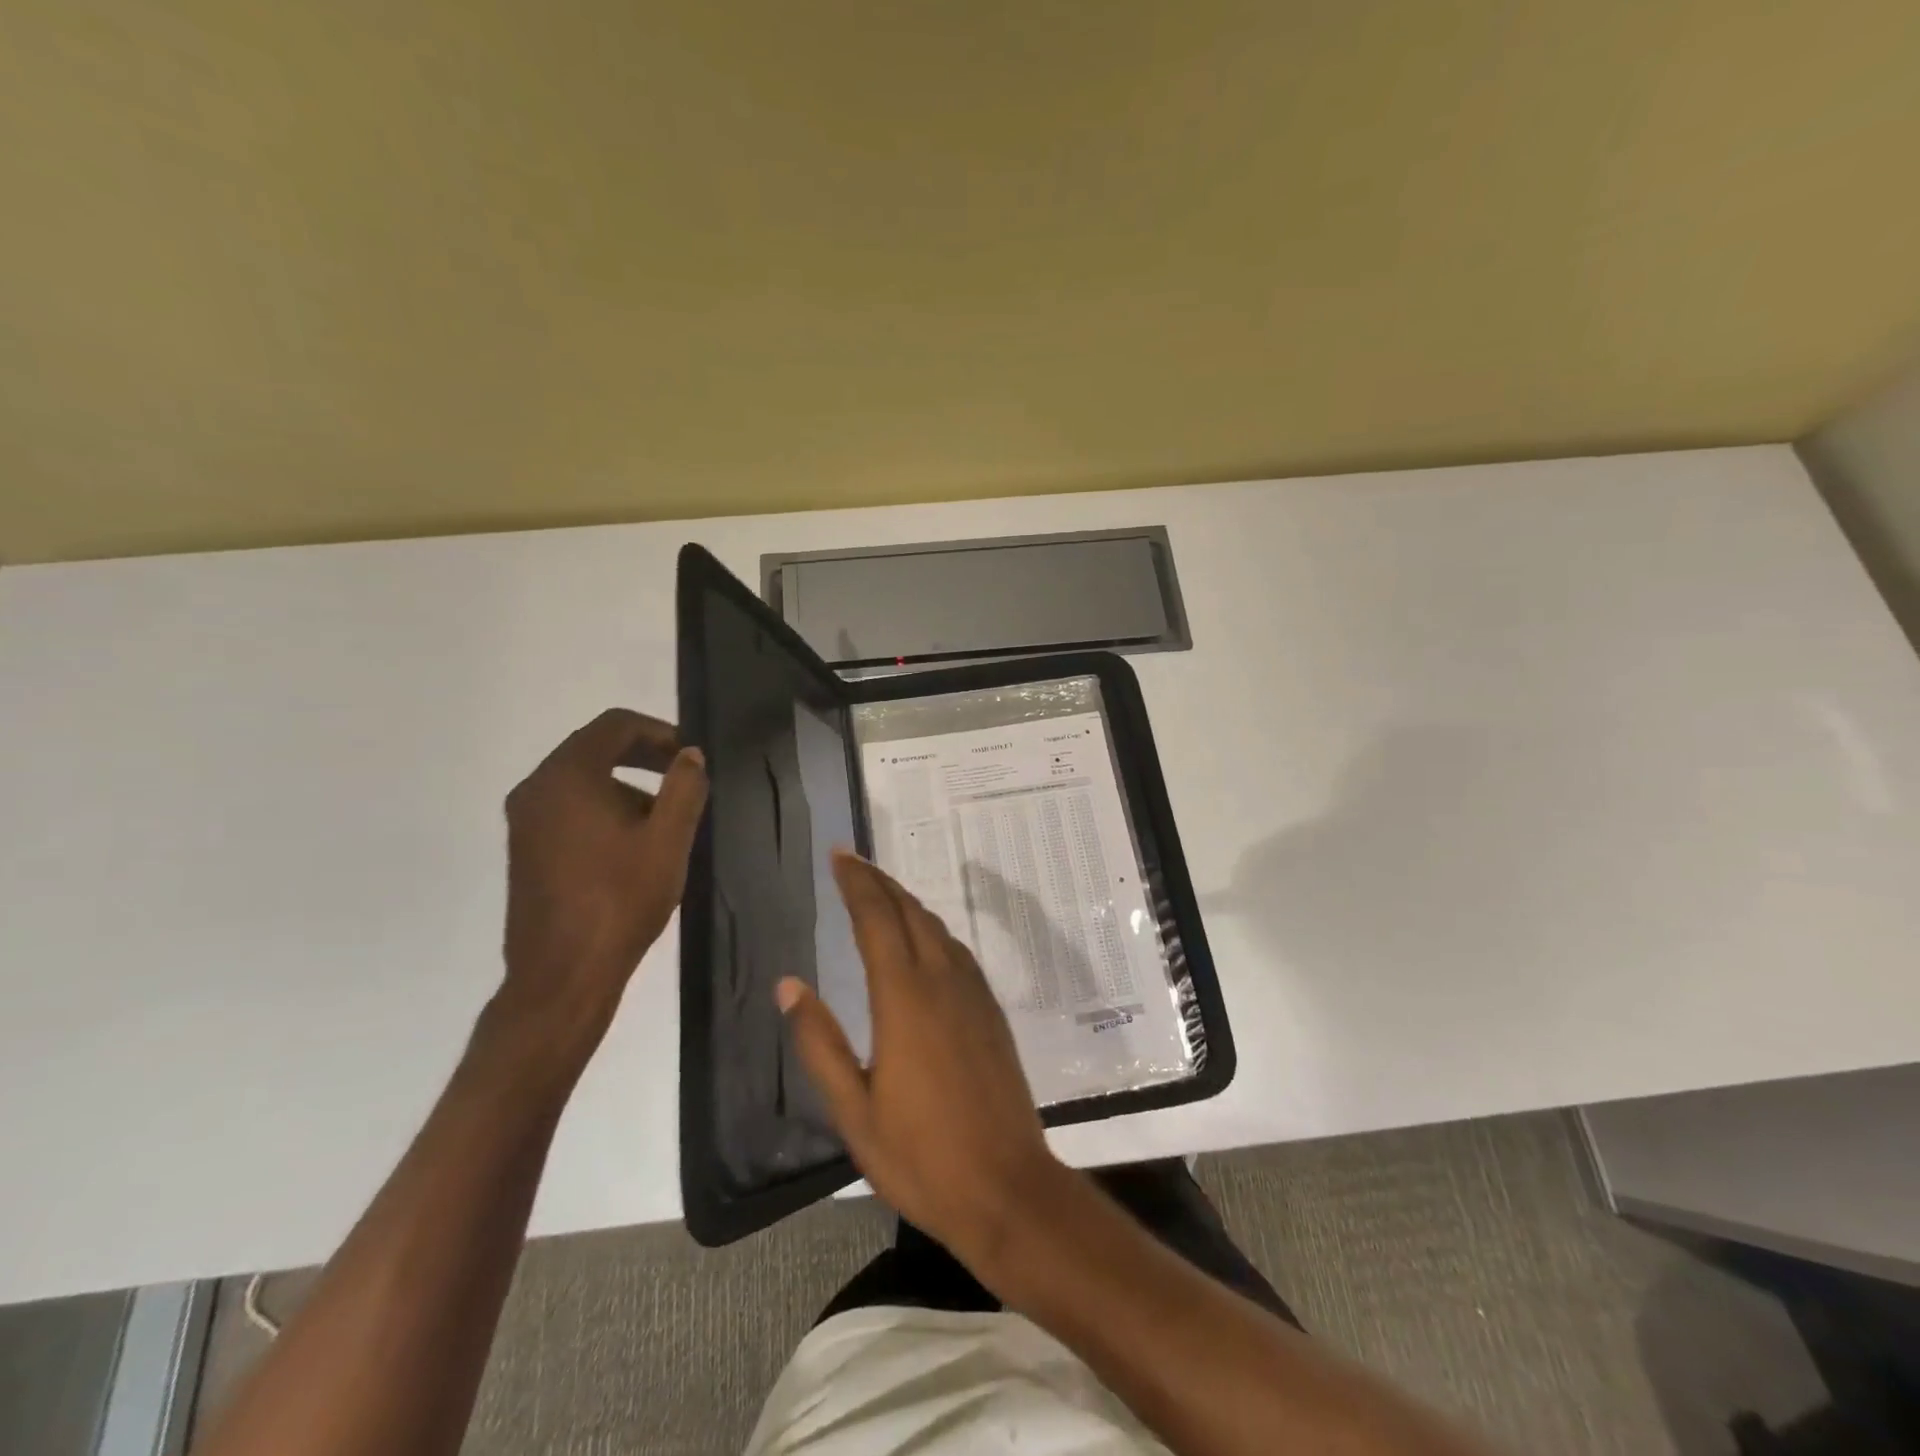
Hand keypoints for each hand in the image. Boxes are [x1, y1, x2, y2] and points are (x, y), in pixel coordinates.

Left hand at [499, 709, 706, 1046]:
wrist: (562, 975)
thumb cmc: (620, 900)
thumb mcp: (668, 840)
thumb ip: (684, 787)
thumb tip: (690, 755)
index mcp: (568, 777)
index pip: (615, 725)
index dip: (659, 731)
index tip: (690, 756)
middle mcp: (536, 789)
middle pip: (594, 747)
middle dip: (643, 755)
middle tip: (683, 776)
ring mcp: (525, 820)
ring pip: (581, 779)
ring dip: (625, 783)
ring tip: (664, 816)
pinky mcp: (525, 848)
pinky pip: (567, 806)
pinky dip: (602, 806)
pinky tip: (632, 842)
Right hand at [777, 851, 1065, 1271]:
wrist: (1007, 1188)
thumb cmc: (920, 1156)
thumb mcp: (853, 1110)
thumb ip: (819, 1043)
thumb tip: (789, 986)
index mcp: (904, 998)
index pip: (876, 919)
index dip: (856, 883)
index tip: (839, 855)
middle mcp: (942, 981)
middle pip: (909, 912)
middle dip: (879, 882)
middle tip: (852, 862)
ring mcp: (973, 994)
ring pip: (937, 928)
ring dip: (907, 902)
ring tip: (880, 893)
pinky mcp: (991, 1011)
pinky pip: (957, 951)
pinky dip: (932, 930)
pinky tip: (923, 941)